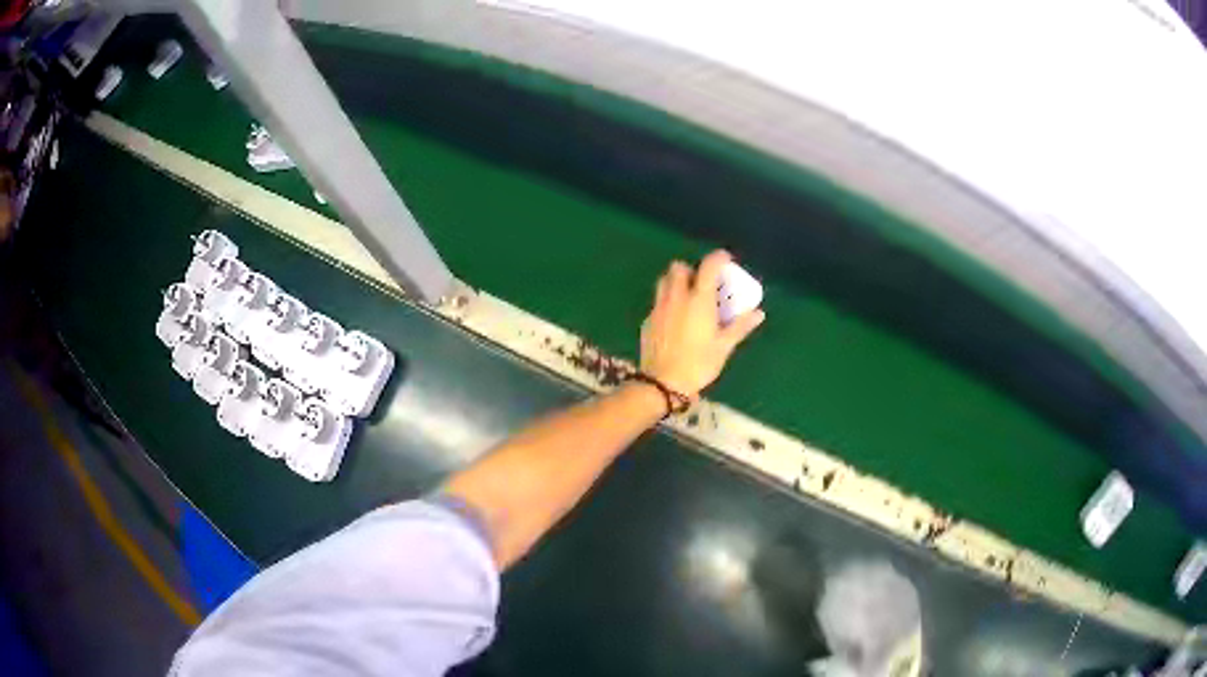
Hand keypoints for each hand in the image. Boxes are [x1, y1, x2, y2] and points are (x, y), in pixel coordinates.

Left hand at [640, 250, 764, 398]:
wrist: (663, 383)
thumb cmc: (699, 364)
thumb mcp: (724, 346)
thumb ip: (740, 326)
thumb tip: (759, 313)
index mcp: (699, 300)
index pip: (708, 266)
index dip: (718, 257)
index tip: (726, 259)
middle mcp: (676, 297)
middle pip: (679, 268)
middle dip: (691, 269)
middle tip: (703, 283)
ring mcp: (659, 307)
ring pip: (664, 281)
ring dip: (676, 281)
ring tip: (688, 297)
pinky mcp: (648, 320)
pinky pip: (658, 301)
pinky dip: (667, 301)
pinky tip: (675, 318)